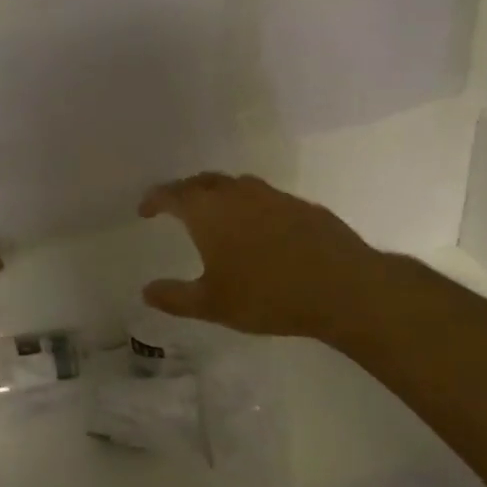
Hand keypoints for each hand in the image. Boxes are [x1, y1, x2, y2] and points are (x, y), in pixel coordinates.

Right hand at [139, 172, 409, 340]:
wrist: (342, 287)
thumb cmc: (267, 295)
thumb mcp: (213, 304)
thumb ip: (175, 297)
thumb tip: (146, 291)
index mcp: (207, 211)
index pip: (171, 194)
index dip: (154, 200)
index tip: (145, 211)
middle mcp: (236, 193)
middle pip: (201, 182)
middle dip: (185, 193)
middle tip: (176, 208)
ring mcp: (271, 195)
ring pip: (234, 185)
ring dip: (218, 195)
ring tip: (215, 215)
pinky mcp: (300, 204)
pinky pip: (263, 197)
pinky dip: (249, 206)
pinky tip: (258, 229)